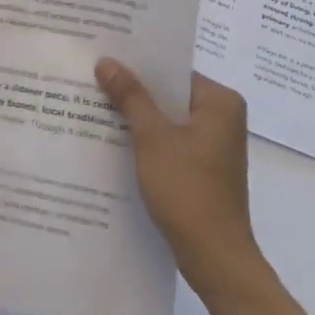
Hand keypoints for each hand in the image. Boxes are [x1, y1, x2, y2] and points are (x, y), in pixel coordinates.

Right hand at [94, 61, 276, 301]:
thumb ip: (130, 96)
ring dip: (136, 115)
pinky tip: (113, 138)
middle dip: (133, 90)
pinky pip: (169, 140)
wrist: (214, 257)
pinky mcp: (202, 167)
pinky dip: (146, 138)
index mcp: (220, 102)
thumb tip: (107, 61)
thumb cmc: (187, 190)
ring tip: (94, 103)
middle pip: (169, 93)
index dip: (137, 64)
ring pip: (167, 118)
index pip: (172, 71)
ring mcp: (213, 144)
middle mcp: (222, 118)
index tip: (104, 56)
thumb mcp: (152, 138)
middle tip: (92, 77)